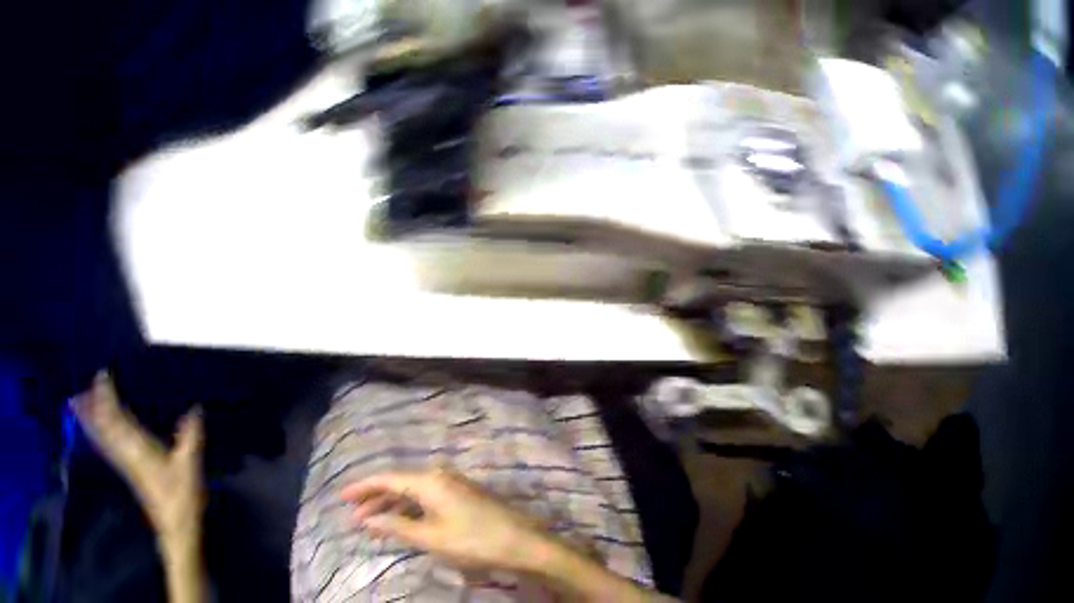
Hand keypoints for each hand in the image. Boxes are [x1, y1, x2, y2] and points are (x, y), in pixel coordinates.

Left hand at [71, 372, 204, 551]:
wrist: (177, 531)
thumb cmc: (181, 498)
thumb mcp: (189, 467)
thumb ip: (190, 438)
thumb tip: (196, 408)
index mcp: (137, 446)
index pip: (116, 415)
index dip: (107, 395)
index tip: (101, 373)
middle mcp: (126, 452)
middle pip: (104, 424)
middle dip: (92, 404)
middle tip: (78, 385)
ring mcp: (125, 463)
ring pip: (102, 437)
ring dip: (89, 420)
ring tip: (76, 404)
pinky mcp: (129, 473)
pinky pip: (108, 449)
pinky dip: (98, 436)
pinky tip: (95, 432)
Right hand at [340, 469, 554, 573]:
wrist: (524, 545)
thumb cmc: (474, 541)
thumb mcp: (430, 538)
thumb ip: (396, 526)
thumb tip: (369, 519)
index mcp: (428, 480)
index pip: (386, 479)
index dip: (361, 488)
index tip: (342, 498)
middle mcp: (440, 476)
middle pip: (399, 485)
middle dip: (375, 501)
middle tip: (355, 517)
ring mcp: (455, 485)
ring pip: (414, 493)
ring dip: (393, 508)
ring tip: (375, 525)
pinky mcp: (465, 497)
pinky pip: (429, 499)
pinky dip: (412, 511)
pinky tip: (405, 524)